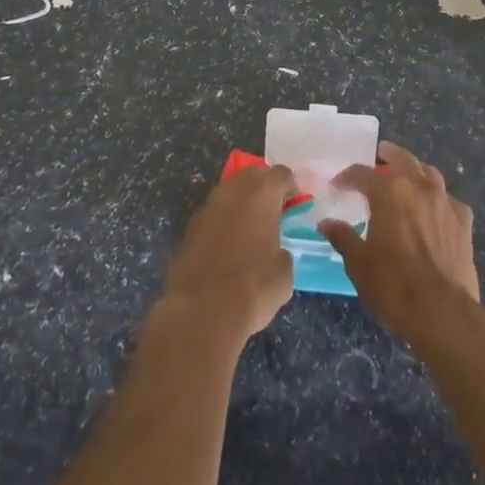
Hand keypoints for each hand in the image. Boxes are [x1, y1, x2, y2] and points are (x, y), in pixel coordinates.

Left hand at [158, 165, 297, 347]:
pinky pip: (214, 212)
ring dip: (242, 203)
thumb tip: (275, 251)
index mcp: (261, 193)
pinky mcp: (191, 225)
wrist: (201, 311)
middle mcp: (233, 190)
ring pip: (230, 192)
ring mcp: (208, 205)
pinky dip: (223, 221)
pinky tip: (227, 246)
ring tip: (250, 230)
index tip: (294, 205)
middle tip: (272, 212)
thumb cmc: (253, 288)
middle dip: (264, 187)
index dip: (291, 187)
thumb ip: (283, 250)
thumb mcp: (284, 274)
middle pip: (253, 174)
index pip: (281, 173)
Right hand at [320, 142, 480, 349]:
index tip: (338, 183)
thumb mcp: (359, 264)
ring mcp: (444, 202)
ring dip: (416, 171)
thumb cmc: (394, 286)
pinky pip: (450, 200)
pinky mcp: (464, 222)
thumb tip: (326, 223)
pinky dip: (440, 200)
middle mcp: (417, 187)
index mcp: (388, 192)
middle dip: (388, 155)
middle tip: (379, 156)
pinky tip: (436, 212)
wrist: (444, 313)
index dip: (348, 176)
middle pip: (402, 158)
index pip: (362, 173)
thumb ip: (343, 237)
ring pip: (429, 173)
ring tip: (408, 178)